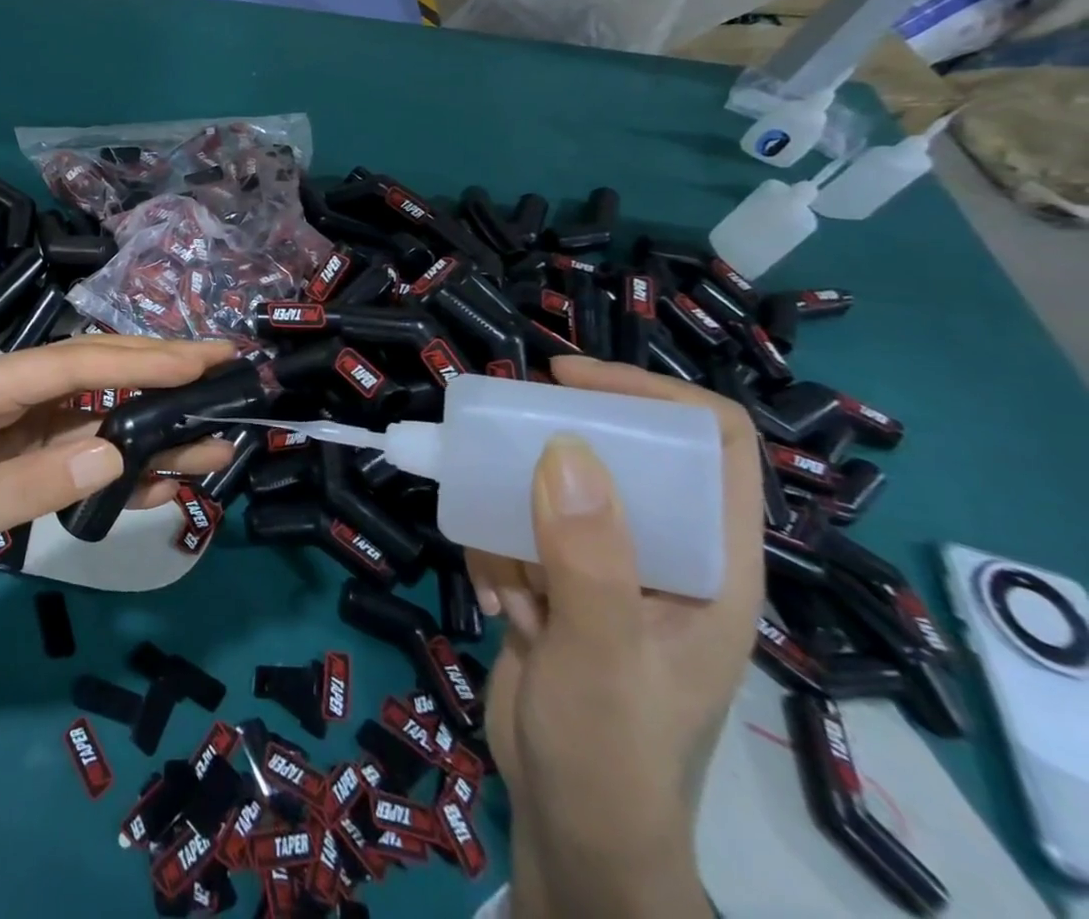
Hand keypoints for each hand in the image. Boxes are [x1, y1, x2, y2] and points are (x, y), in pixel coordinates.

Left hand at [0, 336, 237, 631]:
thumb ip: (35, 483)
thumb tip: (119, 455)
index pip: (72, 362)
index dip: (139, 360)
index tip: (199, 360)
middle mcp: (3, 394)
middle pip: (91, 374)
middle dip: (157, 371)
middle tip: (221, 367)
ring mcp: (13, 429)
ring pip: (94, 417)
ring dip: (149, 428)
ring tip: (212, 436)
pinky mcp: (18, 461)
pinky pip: (79, 455)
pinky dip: (120, 467)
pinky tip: (162, 478)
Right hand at [464, 356, 762, 918]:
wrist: (570, 831)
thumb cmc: (611, 754)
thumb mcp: (601, 655)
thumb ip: (588, 557)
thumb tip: (566, 447)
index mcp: (712, 563)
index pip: (714, 444)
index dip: (651, 394)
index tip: (567, 379)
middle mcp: (664, 554)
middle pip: (619, 455)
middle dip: (551, 451)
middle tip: (497, 449)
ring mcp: (608, 570)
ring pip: (553, 491)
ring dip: (512, 522)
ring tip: (508, 582)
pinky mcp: (560, 585)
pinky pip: (518, 531)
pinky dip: (496, 555)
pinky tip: (500, 610)